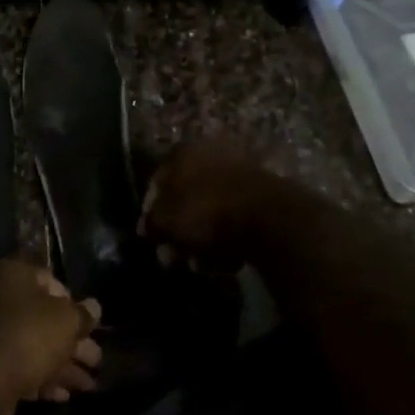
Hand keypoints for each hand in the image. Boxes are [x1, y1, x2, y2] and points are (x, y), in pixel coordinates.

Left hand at [0, 260, 101, 414]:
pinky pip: (22, 366)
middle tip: (97, 360)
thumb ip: (83, 314)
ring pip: (35, 344)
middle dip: (73, 340)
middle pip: (44, 316)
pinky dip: (44, 378)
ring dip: (64, 364)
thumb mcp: (66, 320)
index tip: (89, 323)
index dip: (73, 301)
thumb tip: (95, 306)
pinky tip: (65, 395)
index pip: (49, 280)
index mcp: (12, 275)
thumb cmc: (28, 336)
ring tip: (90, 385)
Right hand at [139, 138, 285, 270]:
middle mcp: (210, 152)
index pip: (156, 182)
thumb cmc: (205, 211)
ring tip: (203, 263)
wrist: (268, 216)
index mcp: (182, 151)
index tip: (153, 238)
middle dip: (180, 228)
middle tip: (178, 255)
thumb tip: (145, 228)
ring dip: (204, 236)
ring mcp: (240, 169)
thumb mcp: (165, 221)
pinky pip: (235, 215)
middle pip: (186, 196)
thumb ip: (150, 224)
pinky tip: (227, 259)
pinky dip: (229, 235)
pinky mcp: (263, 192)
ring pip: (211, 207)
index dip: (151, 213)